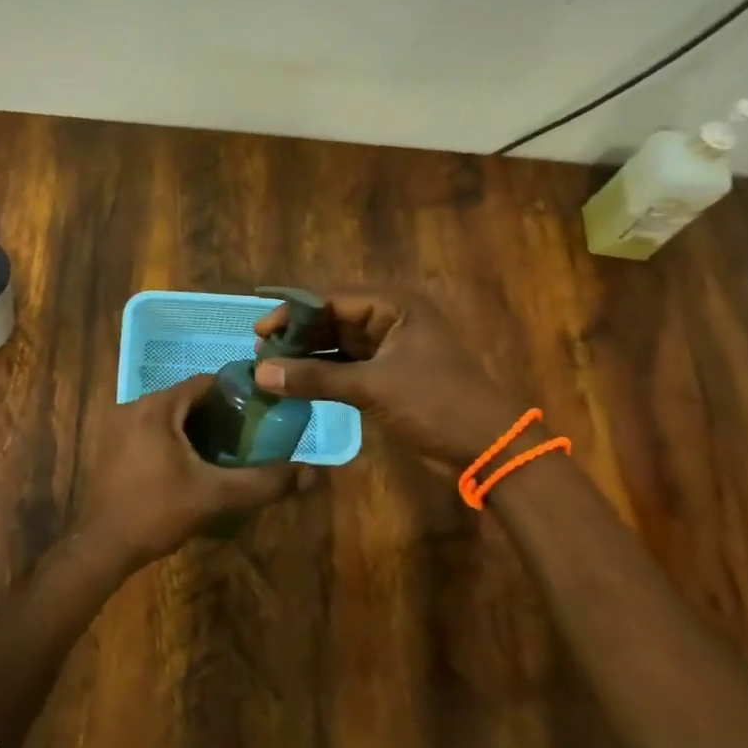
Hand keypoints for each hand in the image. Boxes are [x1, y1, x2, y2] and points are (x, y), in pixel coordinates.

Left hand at [74, 375, 307, 565]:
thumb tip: (311, 473)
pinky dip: (174, 440)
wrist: (103, 546)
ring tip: (226, 453)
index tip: (262, 412)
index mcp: (156, 407)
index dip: (237, 394)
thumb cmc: (157, 512)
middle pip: (187, 399)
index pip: (205, 383)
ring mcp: (118, 427)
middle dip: (219, 415)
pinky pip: (152, 431)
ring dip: (196, 429)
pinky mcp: (112, 447)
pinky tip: (192, 467)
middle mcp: (134, 407)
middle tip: (248, 437)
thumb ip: (264, 482)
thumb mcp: (216, 496)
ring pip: (169, 417)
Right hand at [252, 288, 526, 466]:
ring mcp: (390, 349)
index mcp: (395, 306)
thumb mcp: (373, 387)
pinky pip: (345, 368)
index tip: (259, 330)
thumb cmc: (436, 403)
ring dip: (306, 357)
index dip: (293, 313)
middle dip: (297, 335)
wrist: (489, 448)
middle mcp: (391, 320)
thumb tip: (260, 373)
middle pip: (332, 321)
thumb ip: (315, 378)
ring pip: (337, 346)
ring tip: (269, 368)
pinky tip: (293, 384)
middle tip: (260, 352)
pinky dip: (321, 376)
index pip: (331, 300)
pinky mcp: (388, 377)